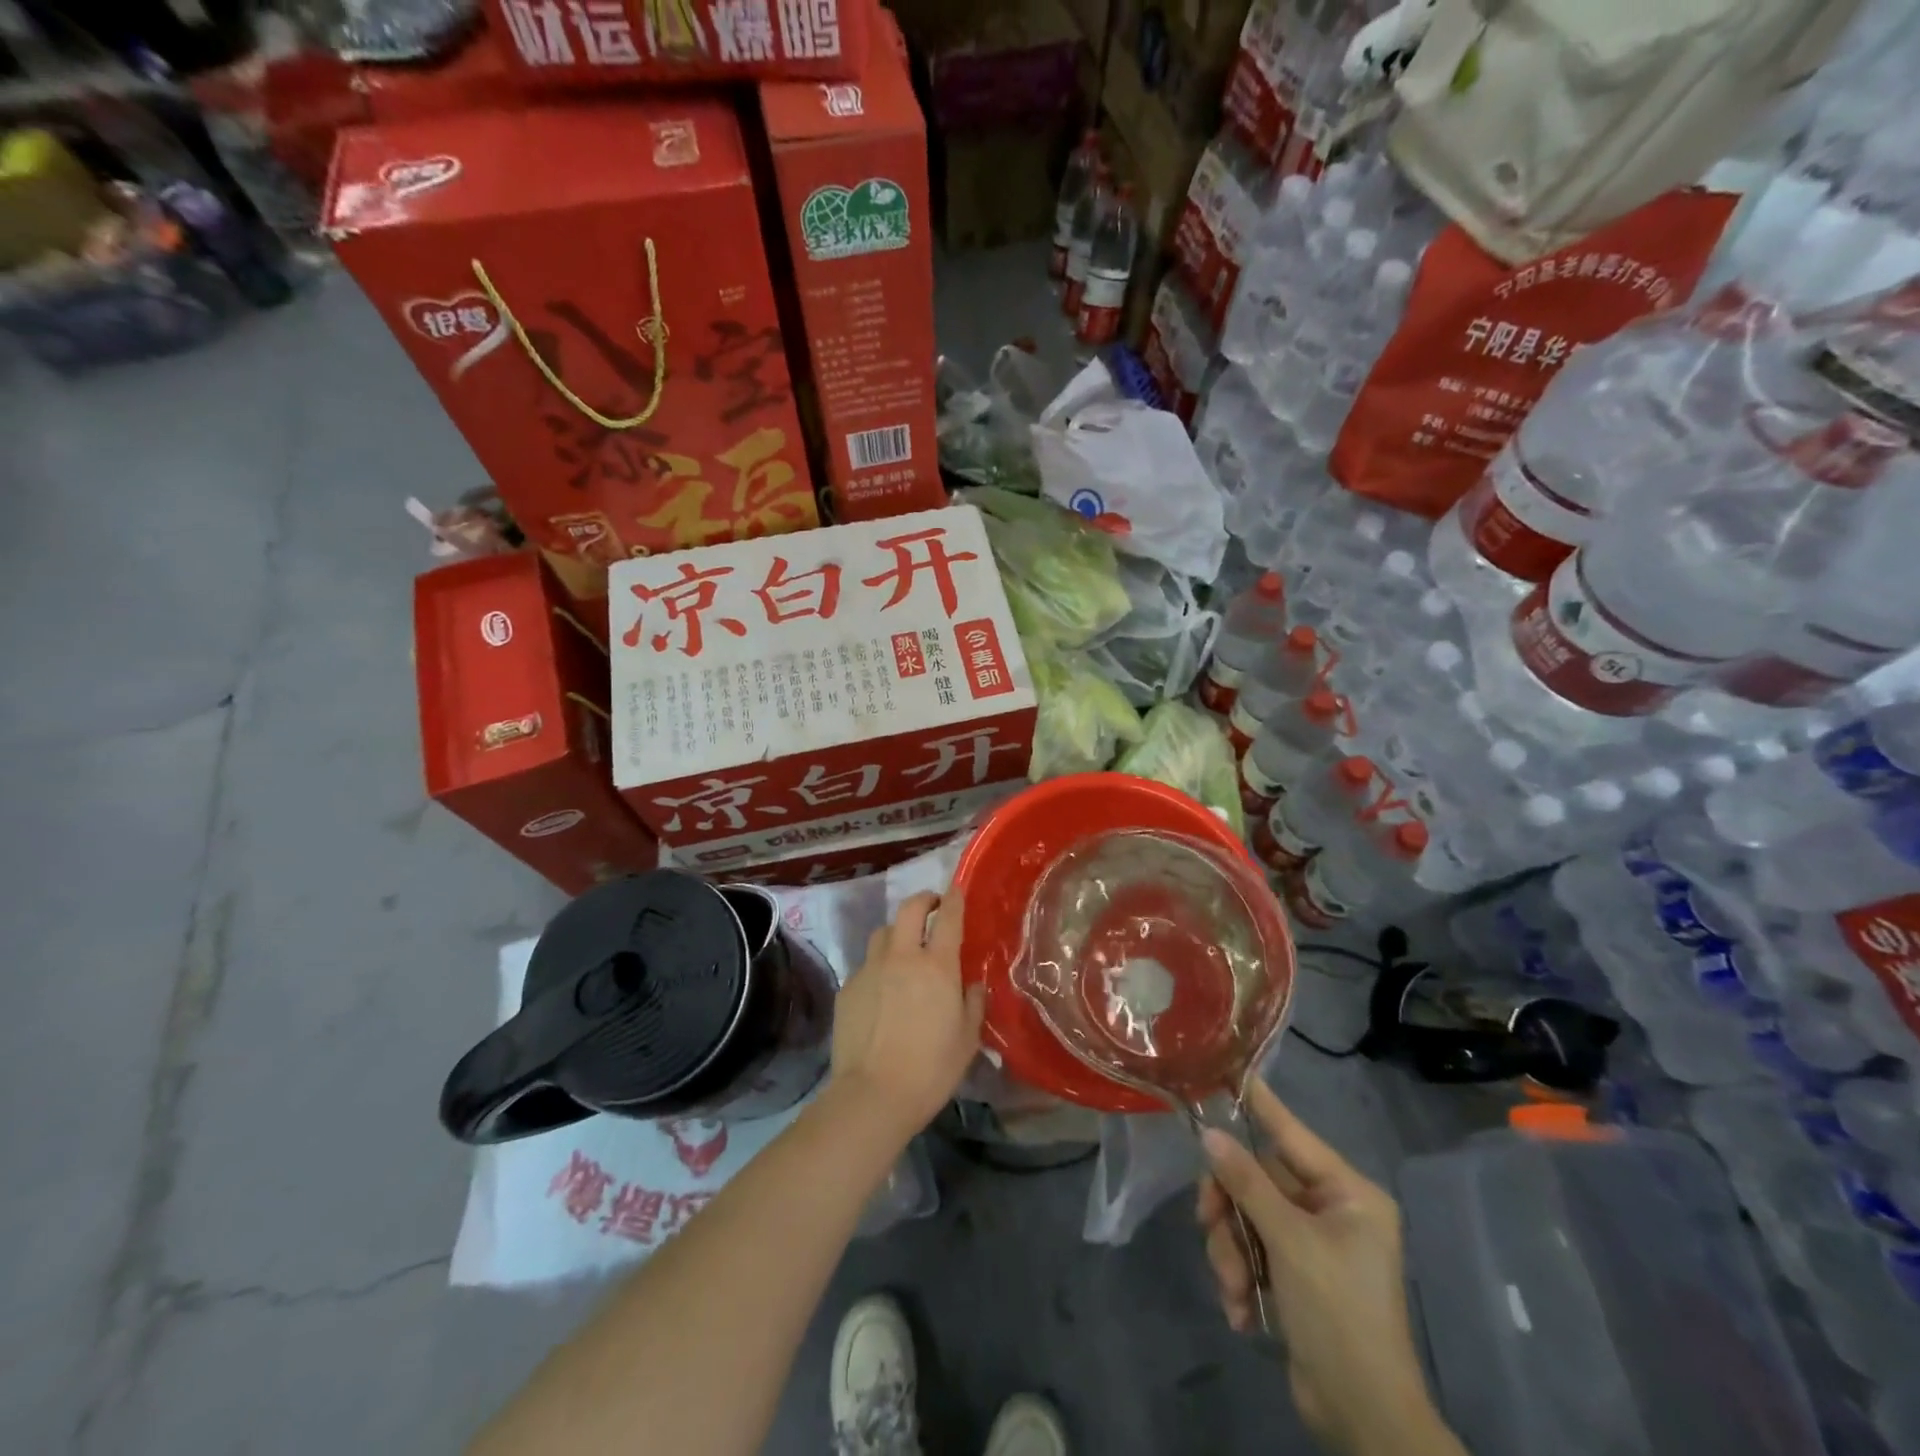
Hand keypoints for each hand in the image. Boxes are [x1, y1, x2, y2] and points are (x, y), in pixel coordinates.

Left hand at [829, 890, 984, 1140]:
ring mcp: (870, 970)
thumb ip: (973, 1003)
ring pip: (883, 934)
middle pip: (909, 909)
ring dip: (897, 933)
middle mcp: (902, 957)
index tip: (956, 891)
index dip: (953, 899)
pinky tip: (881, 993)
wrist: (874, 1095)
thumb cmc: (931, 1069)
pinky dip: (877, 969)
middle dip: (923, 900)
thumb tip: (972, 984)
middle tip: (931, 908)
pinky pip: (866, 966)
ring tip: (904, 950)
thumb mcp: (967, 1039)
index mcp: (937, 966)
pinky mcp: (848, 988)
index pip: (948, 918)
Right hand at [1197, 1082, 1459, 1455]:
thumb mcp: (1289, 1243)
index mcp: (1347, 1193)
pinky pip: (1252, 1250)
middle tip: (1208, 1225)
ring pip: (1247, 1217)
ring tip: (1233, 1290)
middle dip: (1231, 1211)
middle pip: (1257, 1180)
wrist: (1364, 1418)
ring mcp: (1311, 1243)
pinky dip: (1240, 1277)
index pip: (1292, 1132)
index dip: (1259, 1104)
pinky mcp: (1295, 1274)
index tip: (1226, 1071)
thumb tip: (1211, 1135)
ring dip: (1231, 1252)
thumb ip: (1247, 1183)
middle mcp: (1331, 1210)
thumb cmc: (1338, 1315)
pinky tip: (1242, 1312)